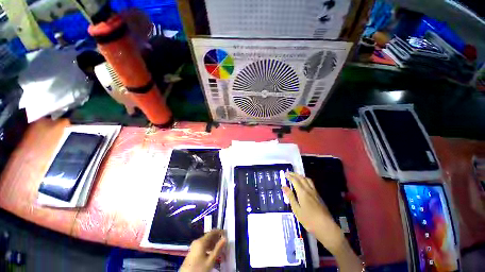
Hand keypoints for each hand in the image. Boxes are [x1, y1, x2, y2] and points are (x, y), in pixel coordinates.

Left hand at [180, 229, 225, 271]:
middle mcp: (197, 241)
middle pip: (209, 236)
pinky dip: (209, 247)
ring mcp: (194, 246)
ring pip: (206, 242)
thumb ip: (218, 249)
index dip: (220, 232)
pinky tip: (213, 253)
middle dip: (217, 238)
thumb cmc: (199, 269)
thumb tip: (225, 238)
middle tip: (224, 243)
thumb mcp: (210, 260)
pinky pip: (203, 246)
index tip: (226, 234)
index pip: (212, 232)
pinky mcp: (193, 251)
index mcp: (201, 241)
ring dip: (213, 244)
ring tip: (220, 248)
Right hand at [282, 172, 344, 253]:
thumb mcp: (296, 209)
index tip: (285, 173)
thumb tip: (284, 186)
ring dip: (301, 176)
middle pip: (302, 178)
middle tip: (289, 173)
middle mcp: (309, 190)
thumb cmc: (309, 220)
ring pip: (308, 180)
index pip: (295, 180)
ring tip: (296, 176)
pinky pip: (311, 184)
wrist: (326, 227)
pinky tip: (304, 184)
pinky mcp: (319, 196)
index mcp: (302, 192)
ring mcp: (315, 193)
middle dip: (295, 174)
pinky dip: (306, 180)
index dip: (289, 176)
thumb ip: (290, 197)